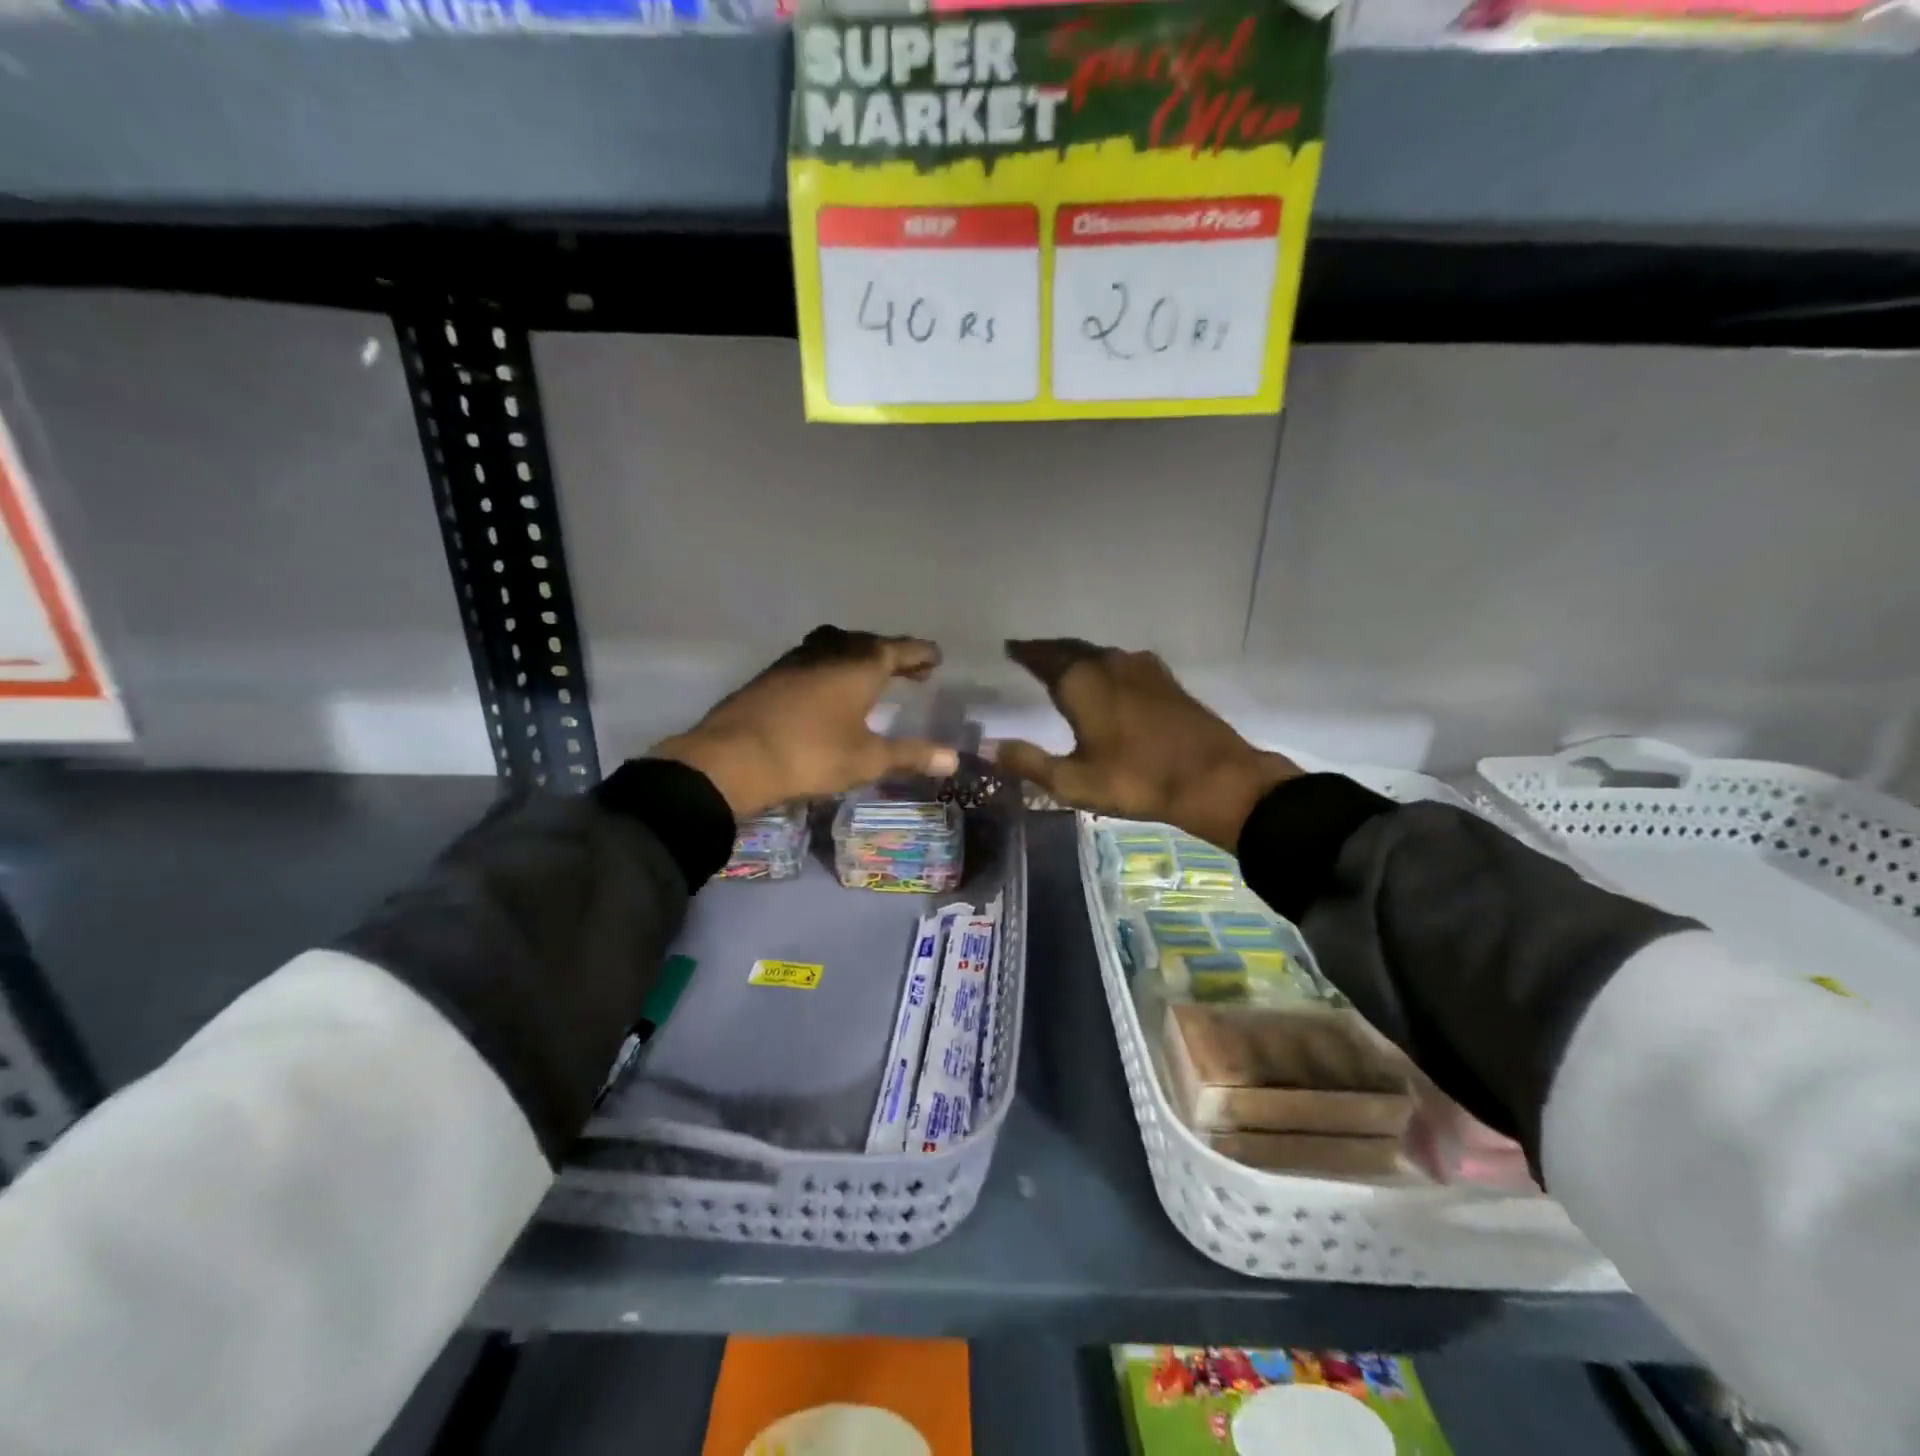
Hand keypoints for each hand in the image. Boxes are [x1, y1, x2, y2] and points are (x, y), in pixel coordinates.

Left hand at [650, 627, 959, 817]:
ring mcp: (797, 659)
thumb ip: (911, 755)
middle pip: (870, 644)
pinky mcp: (773, 674)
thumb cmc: (811, 755)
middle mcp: (831, 652)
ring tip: (872, 674)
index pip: (900, 649)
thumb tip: (954, 759)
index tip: (936, 657)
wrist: (733, 758)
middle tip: (912, 670)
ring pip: (838, 646)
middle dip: (894, 654)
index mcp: (860, 665)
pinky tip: (830, 687)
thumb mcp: (867, 759)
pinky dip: (834, 666)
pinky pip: (815, 658)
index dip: (921, 654)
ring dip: (860, 656)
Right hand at [995, 639, 1298, 849]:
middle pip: (1070, 649)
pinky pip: (1121, 664)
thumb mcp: (1073, 781)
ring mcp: (1142, 668)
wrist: (1215, 778)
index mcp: (1082, 681)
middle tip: (1029, 654)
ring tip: (1061, 666)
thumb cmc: (1137, 779)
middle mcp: (1109, 663)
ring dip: (1076, 657)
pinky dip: (1102, 667)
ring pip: (1098, 654)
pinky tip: (1106, 681)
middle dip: (1048, 651)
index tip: (1008, 648)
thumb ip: (1028, 762)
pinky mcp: (1165, 680)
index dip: (1024, 653)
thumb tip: (987, 747)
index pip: (1043, 657)